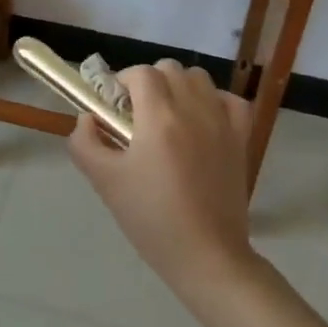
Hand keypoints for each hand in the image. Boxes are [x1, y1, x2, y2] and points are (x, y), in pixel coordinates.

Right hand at [68, 59, 256, 297]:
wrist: (207, 257)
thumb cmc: (152, 218)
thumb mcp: (105, 182)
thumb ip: (85, 143)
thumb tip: (87, 119)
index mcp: (159, 117)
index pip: (140, 73)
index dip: (122, 83)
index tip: (113, 108)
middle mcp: (193, 109)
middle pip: (169, 69)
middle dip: (148, 83)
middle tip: (137, 116)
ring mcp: (222, 122)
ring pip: (199, 79)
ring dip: (180, 87)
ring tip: (169, 118)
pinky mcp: (242, 139)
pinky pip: (230, 101)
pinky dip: (215, 102)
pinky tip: (203, 122)